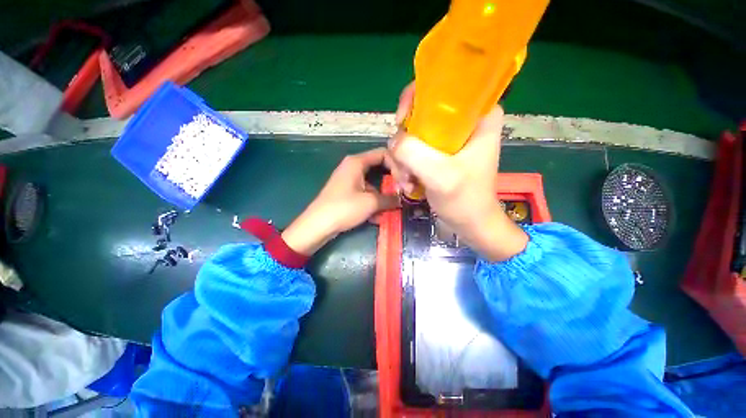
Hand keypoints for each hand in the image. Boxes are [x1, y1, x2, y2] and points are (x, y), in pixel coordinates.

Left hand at [281, 148, 398, 255]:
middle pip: (379, 168)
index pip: (383, 154)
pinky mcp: (347, 193)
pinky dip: (372, 203)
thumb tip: (401, 199)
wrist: (318, 225)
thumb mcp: (371, 203)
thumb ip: (390, 199)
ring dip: (383, 196)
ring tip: (392, 208)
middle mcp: (352, 167)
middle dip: (392, 182)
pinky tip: (378, 217)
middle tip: (403, 192)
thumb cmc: (344, 208)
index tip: (404, 180)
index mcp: (357, 162)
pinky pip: (365, 194)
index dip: (397, 164)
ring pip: (373, 184)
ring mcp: (349, 181)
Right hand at [388, 83, 527, 261]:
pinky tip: (408, 184)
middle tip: (403, 167)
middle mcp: (462, 122)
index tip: (401, 122)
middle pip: (419, 115)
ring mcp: (447, 139)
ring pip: (411, 136)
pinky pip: (412, 151)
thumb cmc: (465, 200)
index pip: (442, 86)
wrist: (469, 223)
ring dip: (402, 160)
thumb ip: (413, 153)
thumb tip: (393, 140)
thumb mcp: (441, 176)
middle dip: (404, 142)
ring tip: (406, 183)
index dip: (415, 100)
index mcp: (477, 114)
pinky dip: (405, 167)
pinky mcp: (437, 154)